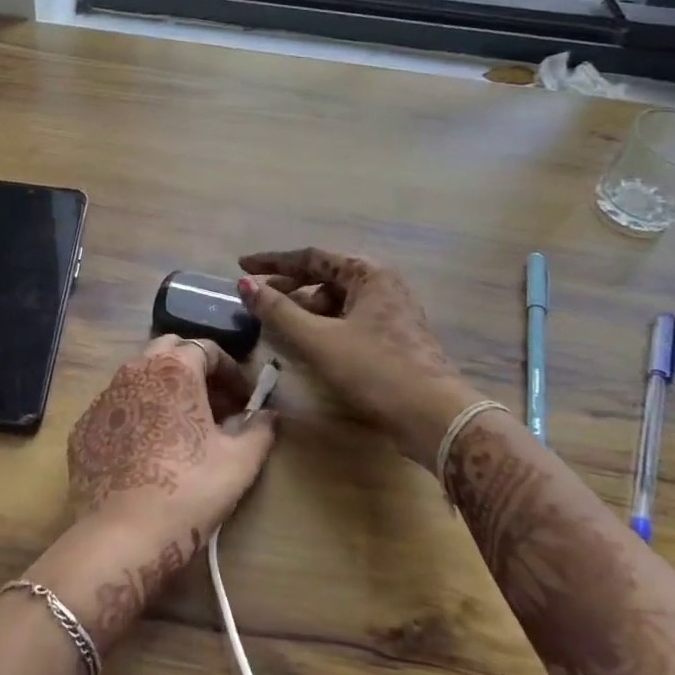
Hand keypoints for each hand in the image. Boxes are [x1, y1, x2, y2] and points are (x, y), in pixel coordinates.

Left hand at [26, 336, 276, 649]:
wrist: (122, 535)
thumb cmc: (188, 490)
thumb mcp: (239, 461)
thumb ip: (259, 430)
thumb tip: (269, 415)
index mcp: (174, 369)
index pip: (206, 348)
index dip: (231, 370)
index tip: (244, 398)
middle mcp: (133, 371)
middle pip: (168, 352)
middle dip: (194, 369)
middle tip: (214, 404)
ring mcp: (103, 398)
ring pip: (138, 377)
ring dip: (164, 390)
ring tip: (182, 426)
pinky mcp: (83, 427)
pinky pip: (116, 408)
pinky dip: (136, 415)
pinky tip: (147, 449)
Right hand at [237, 247, 474, 463]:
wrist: (433, 417)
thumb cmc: (374, 370)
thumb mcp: (318, 339)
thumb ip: (279, 311)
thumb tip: (246, 286)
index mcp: (368, 274)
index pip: (311, 257)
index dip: (272, 262)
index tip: (241, 266)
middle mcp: (382, 286)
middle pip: (324, 278)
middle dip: (287, 287)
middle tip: (256, 298)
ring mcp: (390, 313)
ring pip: (336, 302)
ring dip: (304, 310)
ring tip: (276, 325)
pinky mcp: (392, 340)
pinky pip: (347, 322)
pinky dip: (322, 327)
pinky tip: (305, 343)